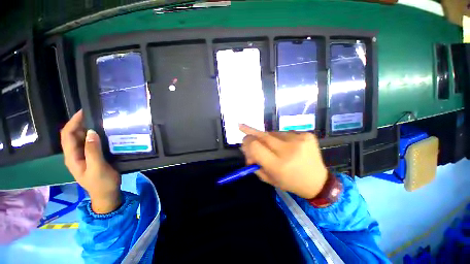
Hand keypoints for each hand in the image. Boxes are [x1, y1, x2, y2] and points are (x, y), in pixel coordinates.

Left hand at [60, 110, 120, 213]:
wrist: (107, 194)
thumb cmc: (102, 183)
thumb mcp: (97, 167)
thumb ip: (93, 151)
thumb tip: (91, 132)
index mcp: (72, 157)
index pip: (67, 135)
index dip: (73, 122)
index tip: (84, 112)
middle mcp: (74, 155)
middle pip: (73, 135)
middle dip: (80, 123)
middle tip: (95, 115)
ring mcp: (83, 156)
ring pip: (81, 139)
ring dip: (88, 129)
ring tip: (100, 121)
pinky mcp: (91, 157)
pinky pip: (90, 143)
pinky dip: (94, 136)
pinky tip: (103, 133)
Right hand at [240, 125, 327, 198]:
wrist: (317, 181)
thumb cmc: (289, 181)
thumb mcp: (268, 177)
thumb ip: (253, 163)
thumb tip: (245, 147)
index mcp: (278, 165)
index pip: (255, 146)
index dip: (246, 141)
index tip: (243, 140)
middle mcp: (289, 151)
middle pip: (262, 135)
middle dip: (251, 133)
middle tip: (243, 128)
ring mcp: (299, 140)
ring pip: (273, 133)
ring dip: (268, 138)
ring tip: (274, 147)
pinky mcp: (307, 135)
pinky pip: (284, 132)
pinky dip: (281, 138)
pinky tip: (287, 145)